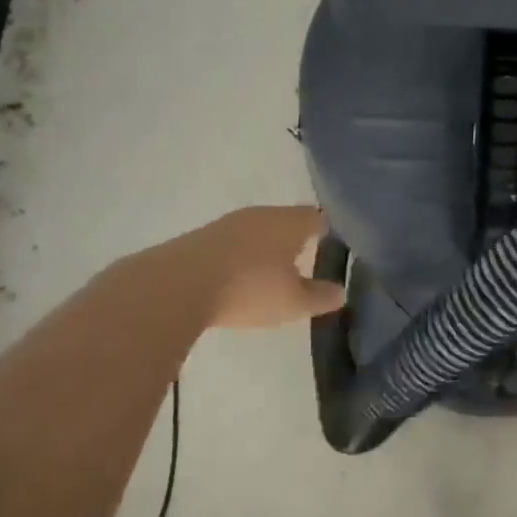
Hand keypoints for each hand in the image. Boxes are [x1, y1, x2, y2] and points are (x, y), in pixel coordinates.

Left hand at [174, 205, 345, 328]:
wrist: (176, 286)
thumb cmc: (248, 289)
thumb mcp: (293, 303)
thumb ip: (320, 297)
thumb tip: (340, 291)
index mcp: (289, 222)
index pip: (318, 217)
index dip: (328, 231)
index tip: (334, 247)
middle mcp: (261, 214)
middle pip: (286, 220)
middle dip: (296, 239)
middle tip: (306, 261)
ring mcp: (228, 223)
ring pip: (258, 230)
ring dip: (266, 248)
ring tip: (272, 272)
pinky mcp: (202, 237)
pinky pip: (234, 242)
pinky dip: (242, 256)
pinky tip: (239, 277)